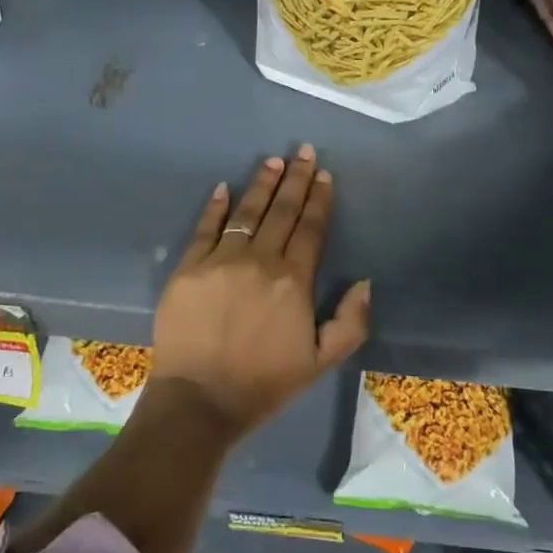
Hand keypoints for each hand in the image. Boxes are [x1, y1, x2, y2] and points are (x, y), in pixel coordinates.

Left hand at [149, 146, 370, 440]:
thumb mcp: (322, 362)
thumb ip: (351, 322)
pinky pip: (204, 228)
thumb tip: (364, 282)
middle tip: (303, 152)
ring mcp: (220, 260)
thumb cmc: (265, 383)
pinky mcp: (188, 267)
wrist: (200, 400)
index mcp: (294, 280)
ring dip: (262, 185)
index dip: (319, 199)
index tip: (324, 175)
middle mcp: (260, 260)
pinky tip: (224, 188)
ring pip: (246, 213)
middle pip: (282, 211)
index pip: (311, 228)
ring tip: (272, 162)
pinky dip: (215, 207)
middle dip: (295, 179)